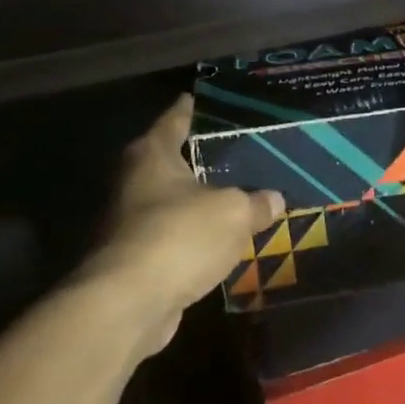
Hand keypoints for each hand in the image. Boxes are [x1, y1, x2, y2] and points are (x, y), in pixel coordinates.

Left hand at [80, 94, 284, 324]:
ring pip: (175, 202)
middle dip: (204, 158)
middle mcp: (135, 182)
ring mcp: (132, 222)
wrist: (130, 303)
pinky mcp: (138, 259)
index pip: (175, 119)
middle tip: (242, 151)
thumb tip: (274, 198)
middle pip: (174, 161)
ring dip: (202, 202)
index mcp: (153, 155)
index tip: (208, 100)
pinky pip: (176, 237)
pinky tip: (225, 240)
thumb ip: (256, 202)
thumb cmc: (180, 236)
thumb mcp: (234, 212)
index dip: (193, 108)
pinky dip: (197, 237)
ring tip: (242, 196)